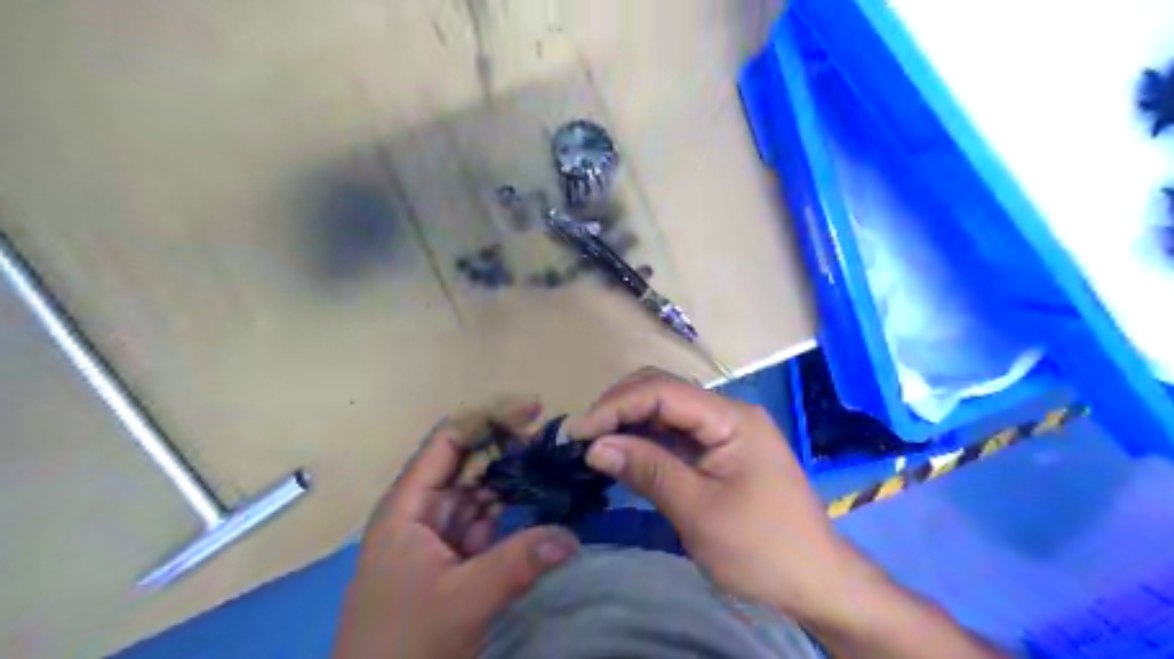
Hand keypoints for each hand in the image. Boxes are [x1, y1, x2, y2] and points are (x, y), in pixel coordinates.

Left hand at [333, 402, 578, 657]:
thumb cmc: (404, 645)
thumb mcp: (462, 601)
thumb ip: (518, 563)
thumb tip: (571, 536)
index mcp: (409, 505)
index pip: (449, 441)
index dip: (489, 418)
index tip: (534, 408)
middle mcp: (424, 509)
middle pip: (469, 460)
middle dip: (509, 445)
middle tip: (555, 439)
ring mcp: (441, 532)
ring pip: (482, 489)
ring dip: (515, 476)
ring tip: (555, 463)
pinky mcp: (457, 555)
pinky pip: (489, 518)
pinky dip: (514, 508)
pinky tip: (541, 498)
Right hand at [564, 372, 859, 623]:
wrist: (817, 582)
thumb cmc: (762, 549)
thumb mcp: (699, 511)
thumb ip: (648, 470)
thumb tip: (595, 446)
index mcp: (731, 418)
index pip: (663, 391)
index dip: (615, 405)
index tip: (578, 432)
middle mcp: (727, 413)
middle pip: (663, 391)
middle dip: (619, 408)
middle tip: (583, 438)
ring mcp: (725, 431)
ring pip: (666, 411)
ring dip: (629, 423)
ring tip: (594, 444)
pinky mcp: (720, 451)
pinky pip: (675, 434)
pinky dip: (645, 441)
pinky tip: (623, 454)